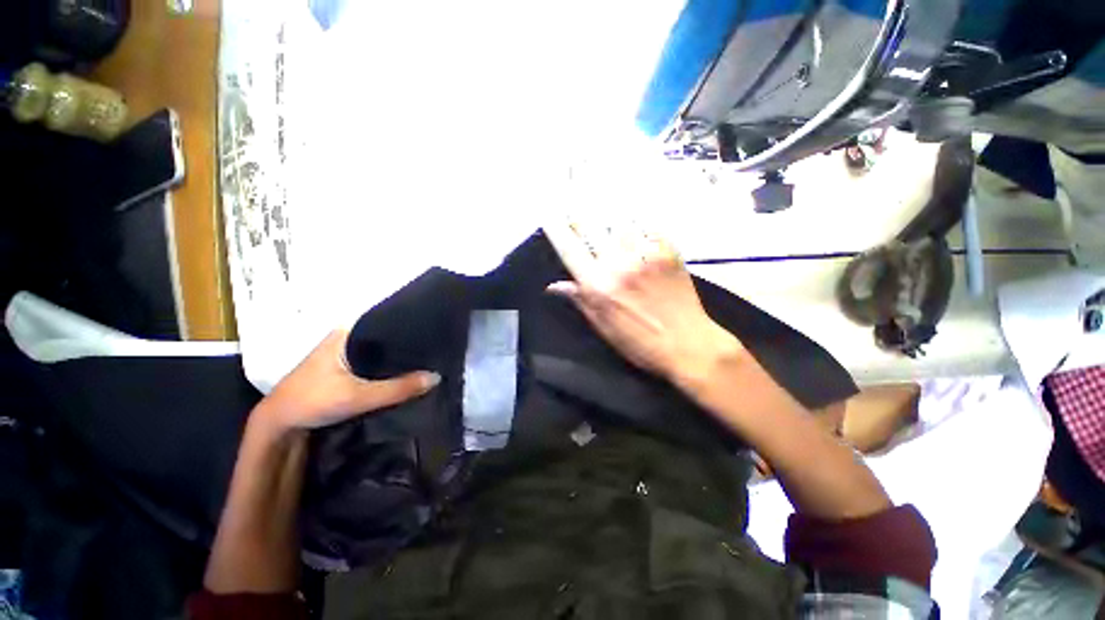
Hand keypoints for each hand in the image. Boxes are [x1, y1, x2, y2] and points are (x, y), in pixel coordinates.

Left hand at [259, 330, 439, 432]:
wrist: (278, 425)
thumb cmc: (313, 401)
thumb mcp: (359, 396)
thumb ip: (398, 388)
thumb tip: (437, 377)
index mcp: (346, 333)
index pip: (385, 320)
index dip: (409, 325)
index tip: (434, 330)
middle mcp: (345, 338)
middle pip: (384, 336)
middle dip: (407, 342)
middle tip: (436, 346)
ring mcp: (343, 353)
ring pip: (379, 350)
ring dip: (397, 356)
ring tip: (428, 356)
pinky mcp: (343, 368)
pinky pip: (373, 362)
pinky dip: (388, 366)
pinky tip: (405, 371)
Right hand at [544, 222, 741, 386]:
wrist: (688, 344)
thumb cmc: (640, 343)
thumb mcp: (604, 328)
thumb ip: (580, 300)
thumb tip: (555, 286)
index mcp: (599, 287)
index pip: (570, 250)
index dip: (556, 230)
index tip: (549, 217)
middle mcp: (618, 264)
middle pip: (592, 228)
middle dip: (580, 220)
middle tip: (578, 220)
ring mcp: (645, 254)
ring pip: (619, 223)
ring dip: (609, 224)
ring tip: (609, 230)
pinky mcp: (668, 251)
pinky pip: (647, 227)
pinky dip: (638, 229)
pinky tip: (637, 235)